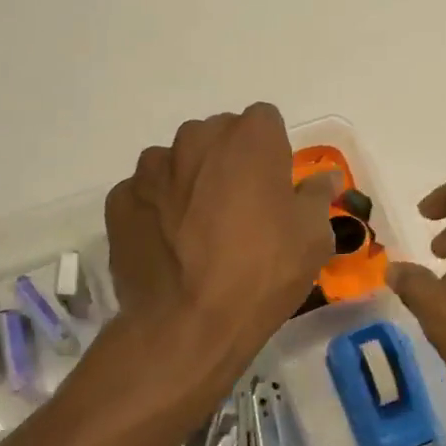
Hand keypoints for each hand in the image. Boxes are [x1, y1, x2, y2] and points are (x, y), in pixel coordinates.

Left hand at [104, 104, 339, 395]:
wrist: (188, 325)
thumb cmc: (263, 271)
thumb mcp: (313, 236)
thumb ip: (317, 195)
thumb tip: (326, 177)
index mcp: (248, 138)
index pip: (265, 121)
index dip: (273, 151)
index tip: (276, 186)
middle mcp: (196, 139)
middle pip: (218, 136)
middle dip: (230, 162)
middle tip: (241, 210)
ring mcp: (151, 169)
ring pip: (179, 163)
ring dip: (191, 182)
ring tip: (199, 231)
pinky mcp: (120, 200)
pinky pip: (147, 194)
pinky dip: (158, 210)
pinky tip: (170, 247)